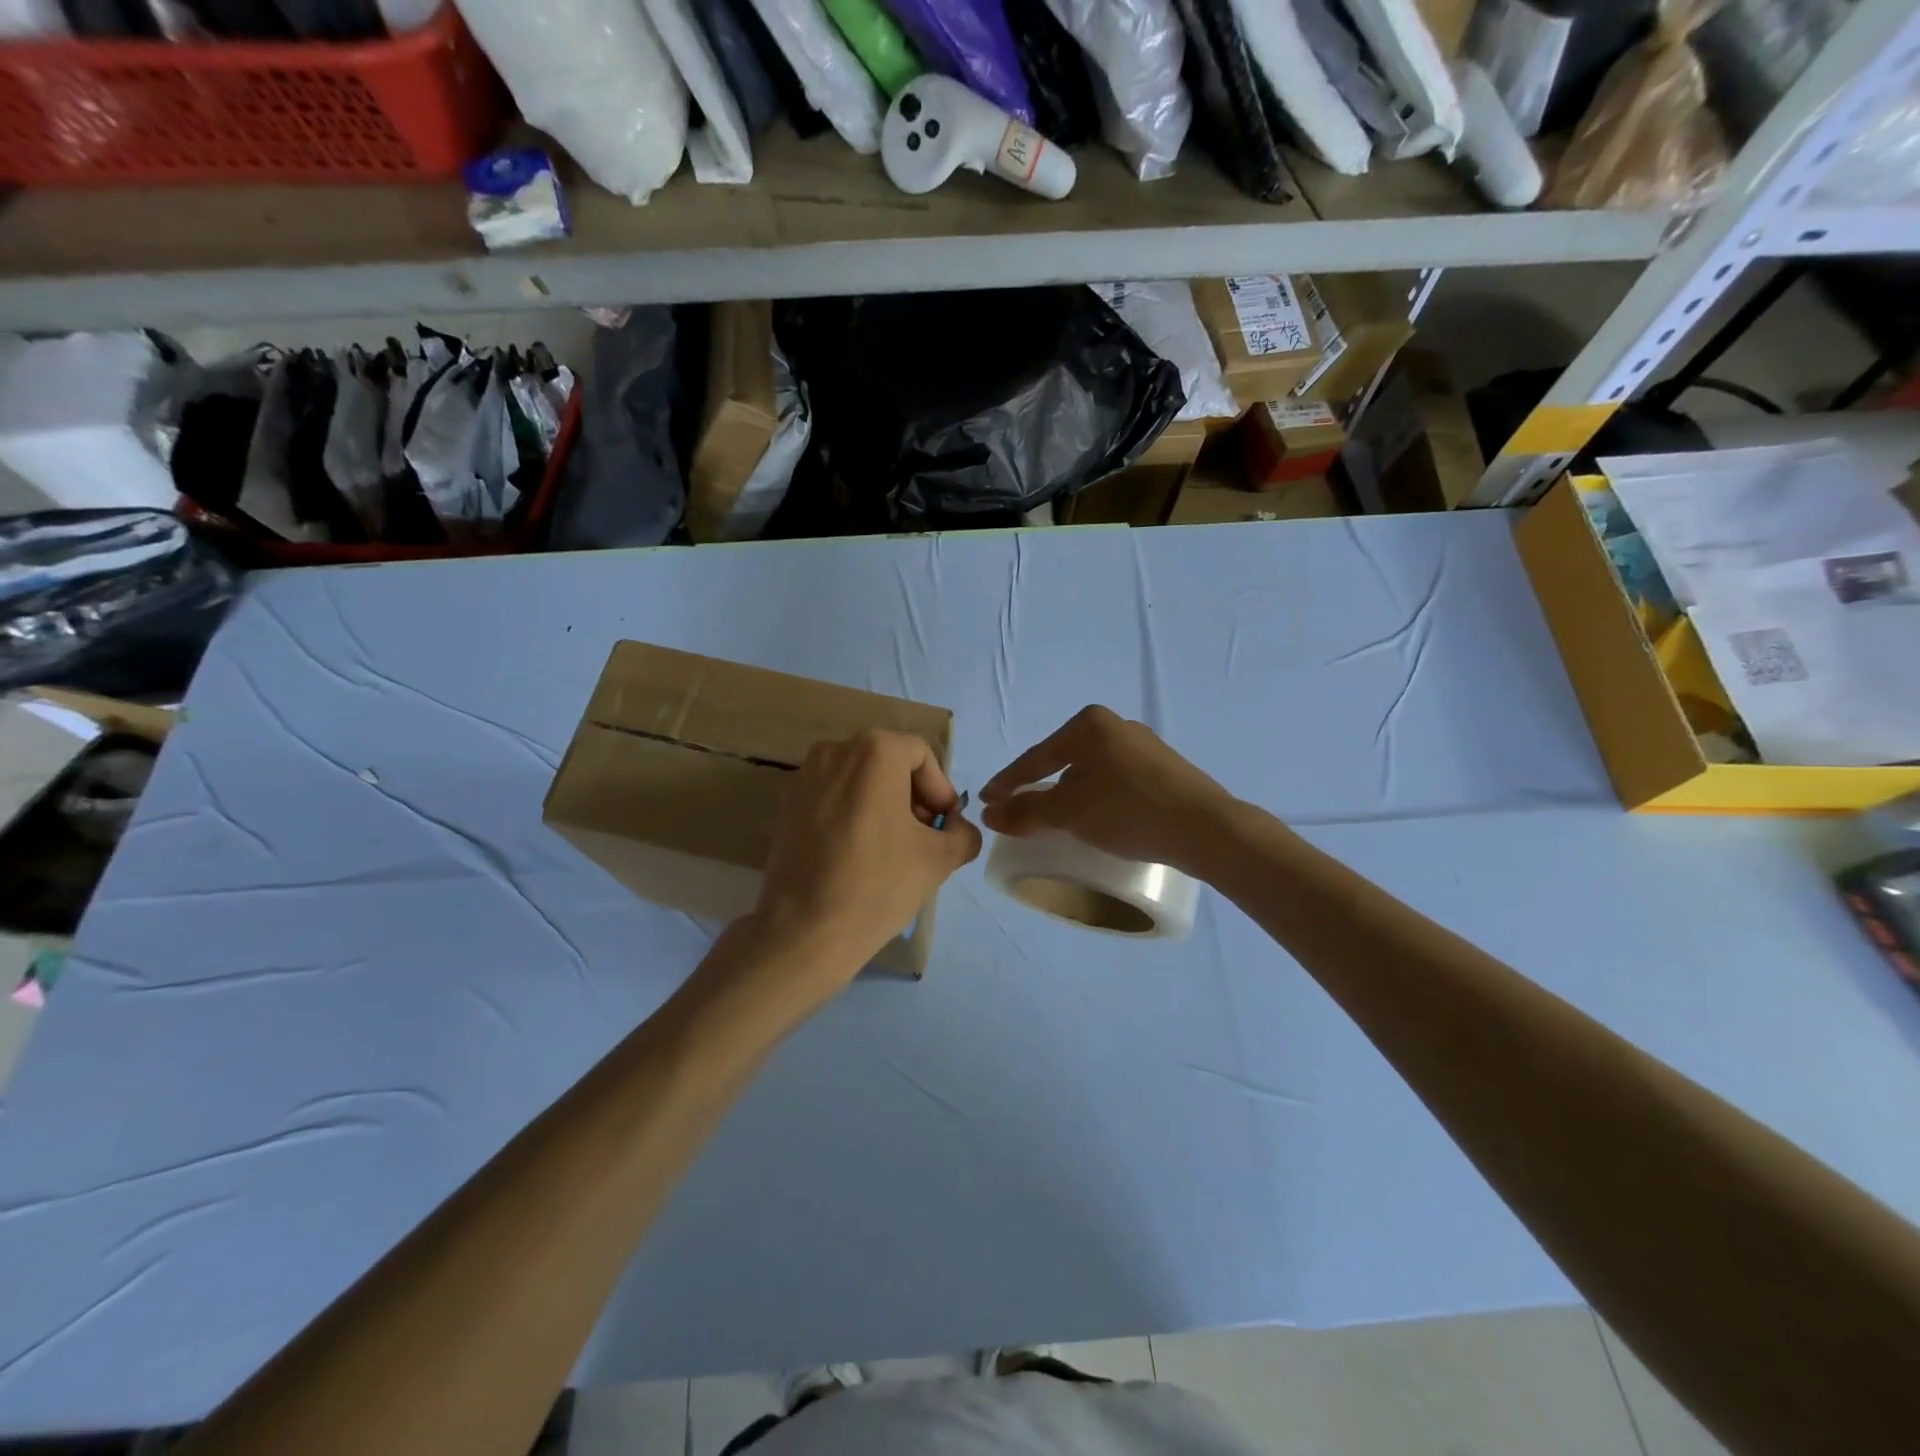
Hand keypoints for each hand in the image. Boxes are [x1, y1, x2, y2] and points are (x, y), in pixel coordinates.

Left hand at [748, 730, 981, 994]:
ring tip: (893, 848)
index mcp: (874, 752)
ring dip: (883, 805)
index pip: (921, 756)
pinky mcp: (785, 805)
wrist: (804, 932)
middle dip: (912, 797)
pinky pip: (832, 797)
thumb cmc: (878, 885)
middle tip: (924, 836)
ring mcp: (803, 776)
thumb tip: (960, 830)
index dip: (940, 790)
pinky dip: (852, 814)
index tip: (944, 826)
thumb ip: (963, 834)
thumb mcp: (939, 859)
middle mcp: (834, 751)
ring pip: (858, 780)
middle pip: (888, 763)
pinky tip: (859, 853)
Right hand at [980, 706, 1236, 870]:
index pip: (1036, 757)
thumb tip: (989, 813)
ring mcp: (1144, 746)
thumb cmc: (1129, 811)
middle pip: (1062, 760)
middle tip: (1017, 810)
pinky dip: (1096, 797)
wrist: (1207, 829)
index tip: (985, 800)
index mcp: (1089, 724)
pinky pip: (1114, 781)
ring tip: (1055, 818)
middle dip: (1038, 786)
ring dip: (1068, 794)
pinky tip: (1096, 816)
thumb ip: (1026, 811)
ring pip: (1090, 772)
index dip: (1007, 782)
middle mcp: (1116, 726)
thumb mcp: (1069, 813)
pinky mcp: (1163, 769)